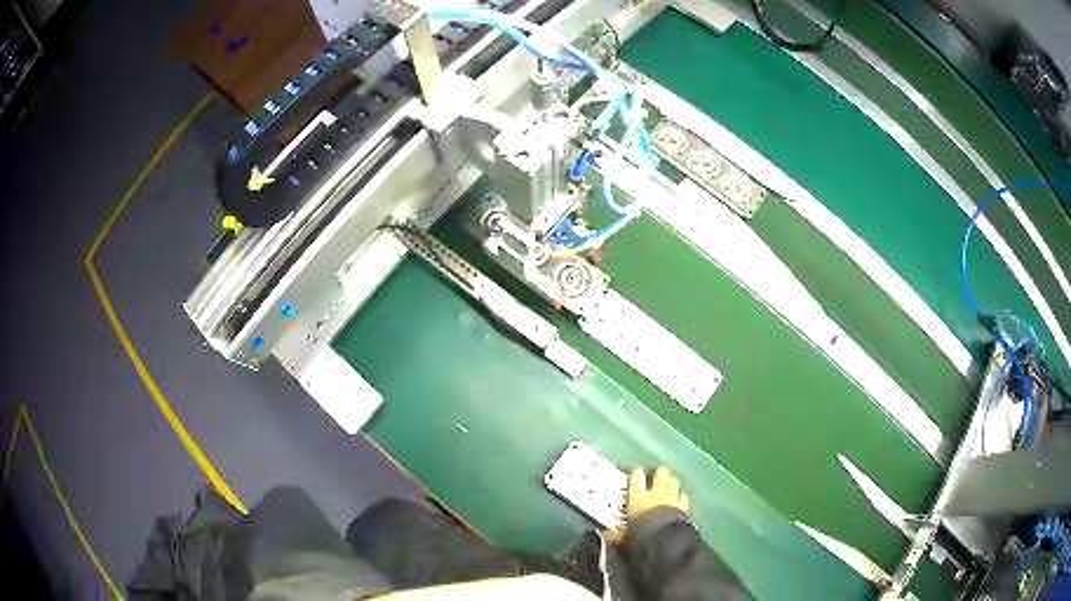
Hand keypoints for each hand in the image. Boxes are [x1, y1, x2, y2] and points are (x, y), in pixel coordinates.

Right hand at [605, 466, 689, 543]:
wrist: (665, 542)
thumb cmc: (641, 537)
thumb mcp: (624, 537)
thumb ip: (616, 535)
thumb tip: (606, 536)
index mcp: (638, 498)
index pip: (636, 476)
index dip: (635, 472)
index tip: (634, 473)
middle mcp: (656, 494)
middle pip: (660, 473)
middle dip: (658, 474)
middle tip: (654, 478)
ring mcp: (672, 499)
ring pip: (674, 481)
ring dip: (670, 482)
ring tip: (667, 486)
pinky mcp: (683, 507)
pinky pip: (683, 497)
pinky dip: (681, 497)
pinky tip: (679, 499)